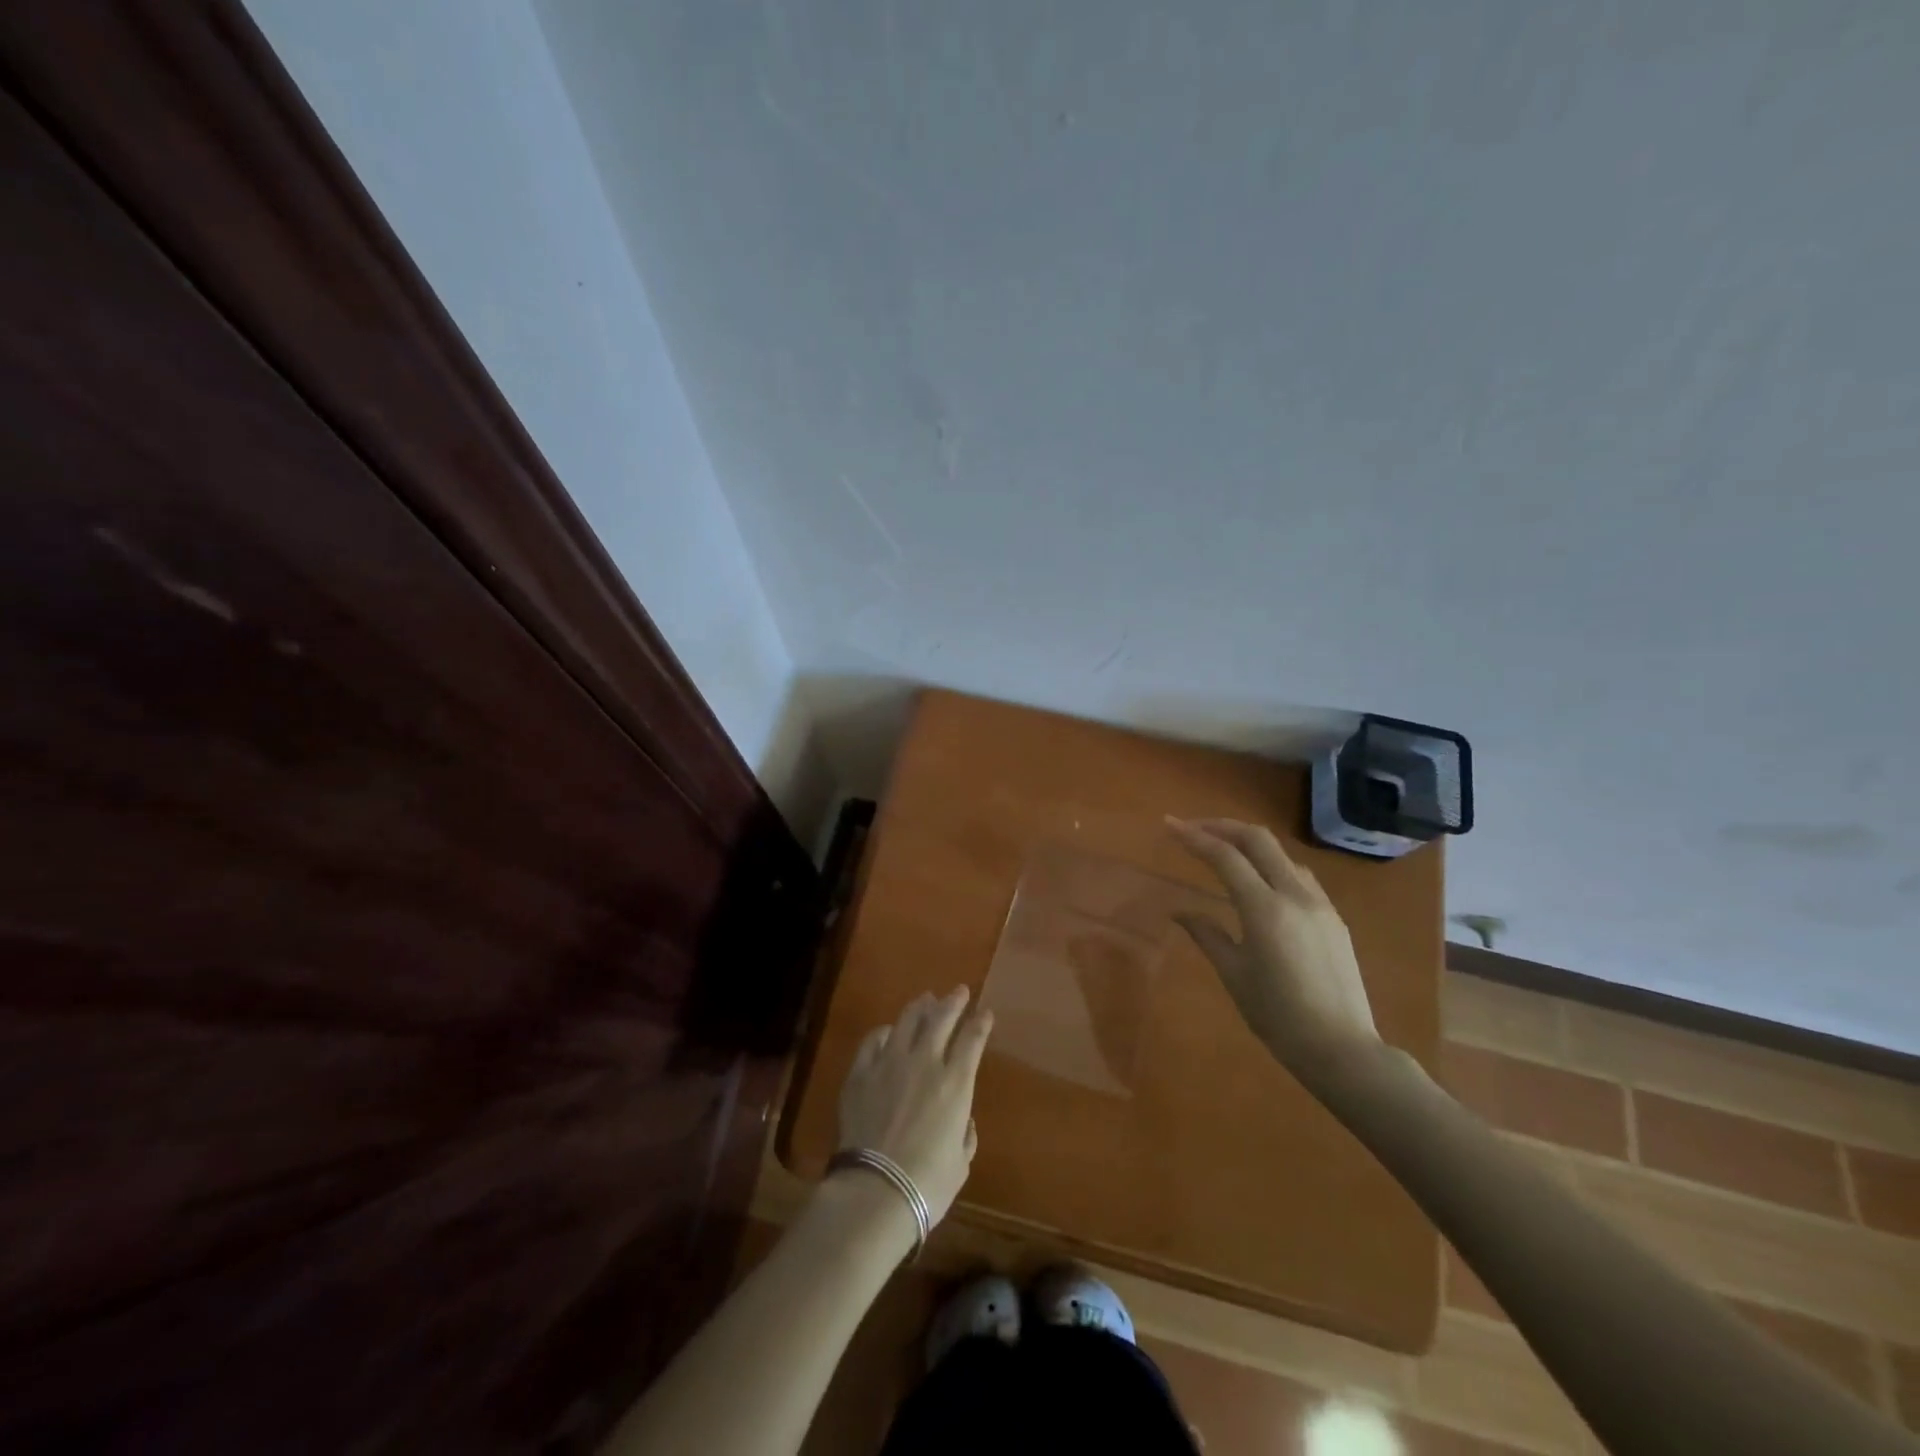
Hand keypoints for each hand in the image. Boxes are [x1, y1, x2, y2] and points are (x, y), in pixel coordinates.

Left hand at [837, 987, 992, 1225]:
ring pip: (907, 1021)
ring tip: (926, 999)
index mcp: (955, 1083)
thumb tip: (962, 1120)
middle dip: (953, 1002)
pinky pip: (873, 1040)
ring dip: (920, 1007)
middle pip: (941, 1019)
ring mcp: (889, 1063)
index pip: (973, 1040)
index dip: (981, 1023)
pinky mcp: (860, 1072)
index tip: (986, 1012)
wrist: (875, 1190)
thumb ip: (965, 1135)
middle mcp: (925, 1063)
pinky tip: (888, 1032)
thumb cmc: (927, 1185)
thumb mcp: (960, 1163)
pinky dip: (884, 1032)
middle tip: (960, 991)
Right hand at [1167, 817, 1381, 1076]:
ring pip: (1281, 854)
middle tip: (1193, 829)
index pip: (1225, 856)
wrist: (1342, 1049)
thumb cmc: (1278, 1016)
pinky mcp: (1333, 917)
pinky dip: (1270, 864)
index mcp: (1265, 909)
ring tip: (1221, 850)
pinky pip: (1298, 874)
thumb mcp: (1234, 974)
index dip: (1194, 837)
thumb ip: (1206, 934)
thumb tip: (1179, 911)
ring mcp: (1319, 904)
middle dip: (1222, 827)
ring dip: (1248, 843)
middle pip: (1258, 839)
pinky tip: (1257, 880)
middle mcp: (1295, 895)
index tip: (1169, 825)